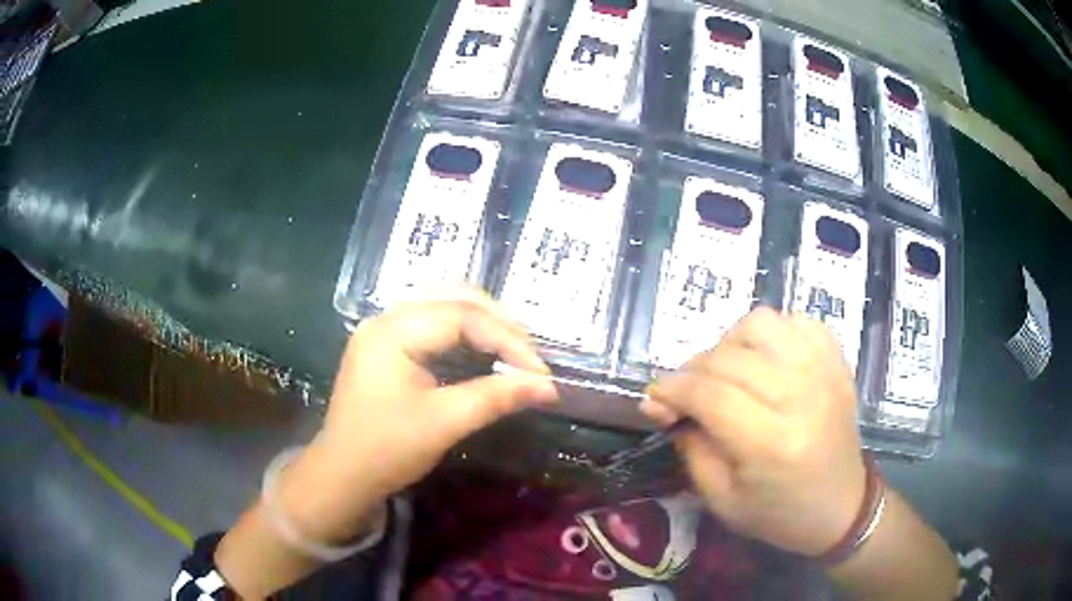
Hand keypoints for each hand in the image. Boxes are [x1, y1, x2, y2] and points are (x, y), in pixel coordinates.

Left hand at [282, 290, 558, 542]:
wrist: (342, 476)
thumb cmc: (387, 450)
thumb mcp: (444, 423)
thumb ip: (496, 397)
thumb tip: (548, 387)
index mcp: (392, 331)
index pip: (462, 316)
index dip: (507, 339)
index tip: (540, 371)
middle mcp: (386, 319)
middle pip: (454, 299)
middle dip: (499, 325)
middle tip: (530, 359)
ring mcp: (385, 331)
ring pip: (446, 309)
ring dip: (484, 327)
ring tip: (515, 354)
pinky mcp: (388, 348)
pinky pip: (434, 327)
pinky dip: (465, 337)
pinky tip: (484, 354)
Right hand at [640, 308, 865, 556]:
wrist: (841, 506)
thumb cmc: (779, 514)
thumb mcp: (721, 500)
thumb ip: (690, 447)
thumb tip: (661, 402)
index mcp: (772, 443)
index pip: (709, 394)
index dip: (671, 389)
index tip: (653, 398)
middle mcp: (801, 396)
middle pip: (729, 357)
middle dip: (692, 370)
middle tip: (683, 394)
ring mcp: (824, 372)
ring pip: (761, 325)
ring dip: (730, 344)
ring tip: (726, 371)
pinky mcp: (837, 362)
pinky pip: (796, 321)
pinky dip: (771, 334)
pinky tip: (764, 361)